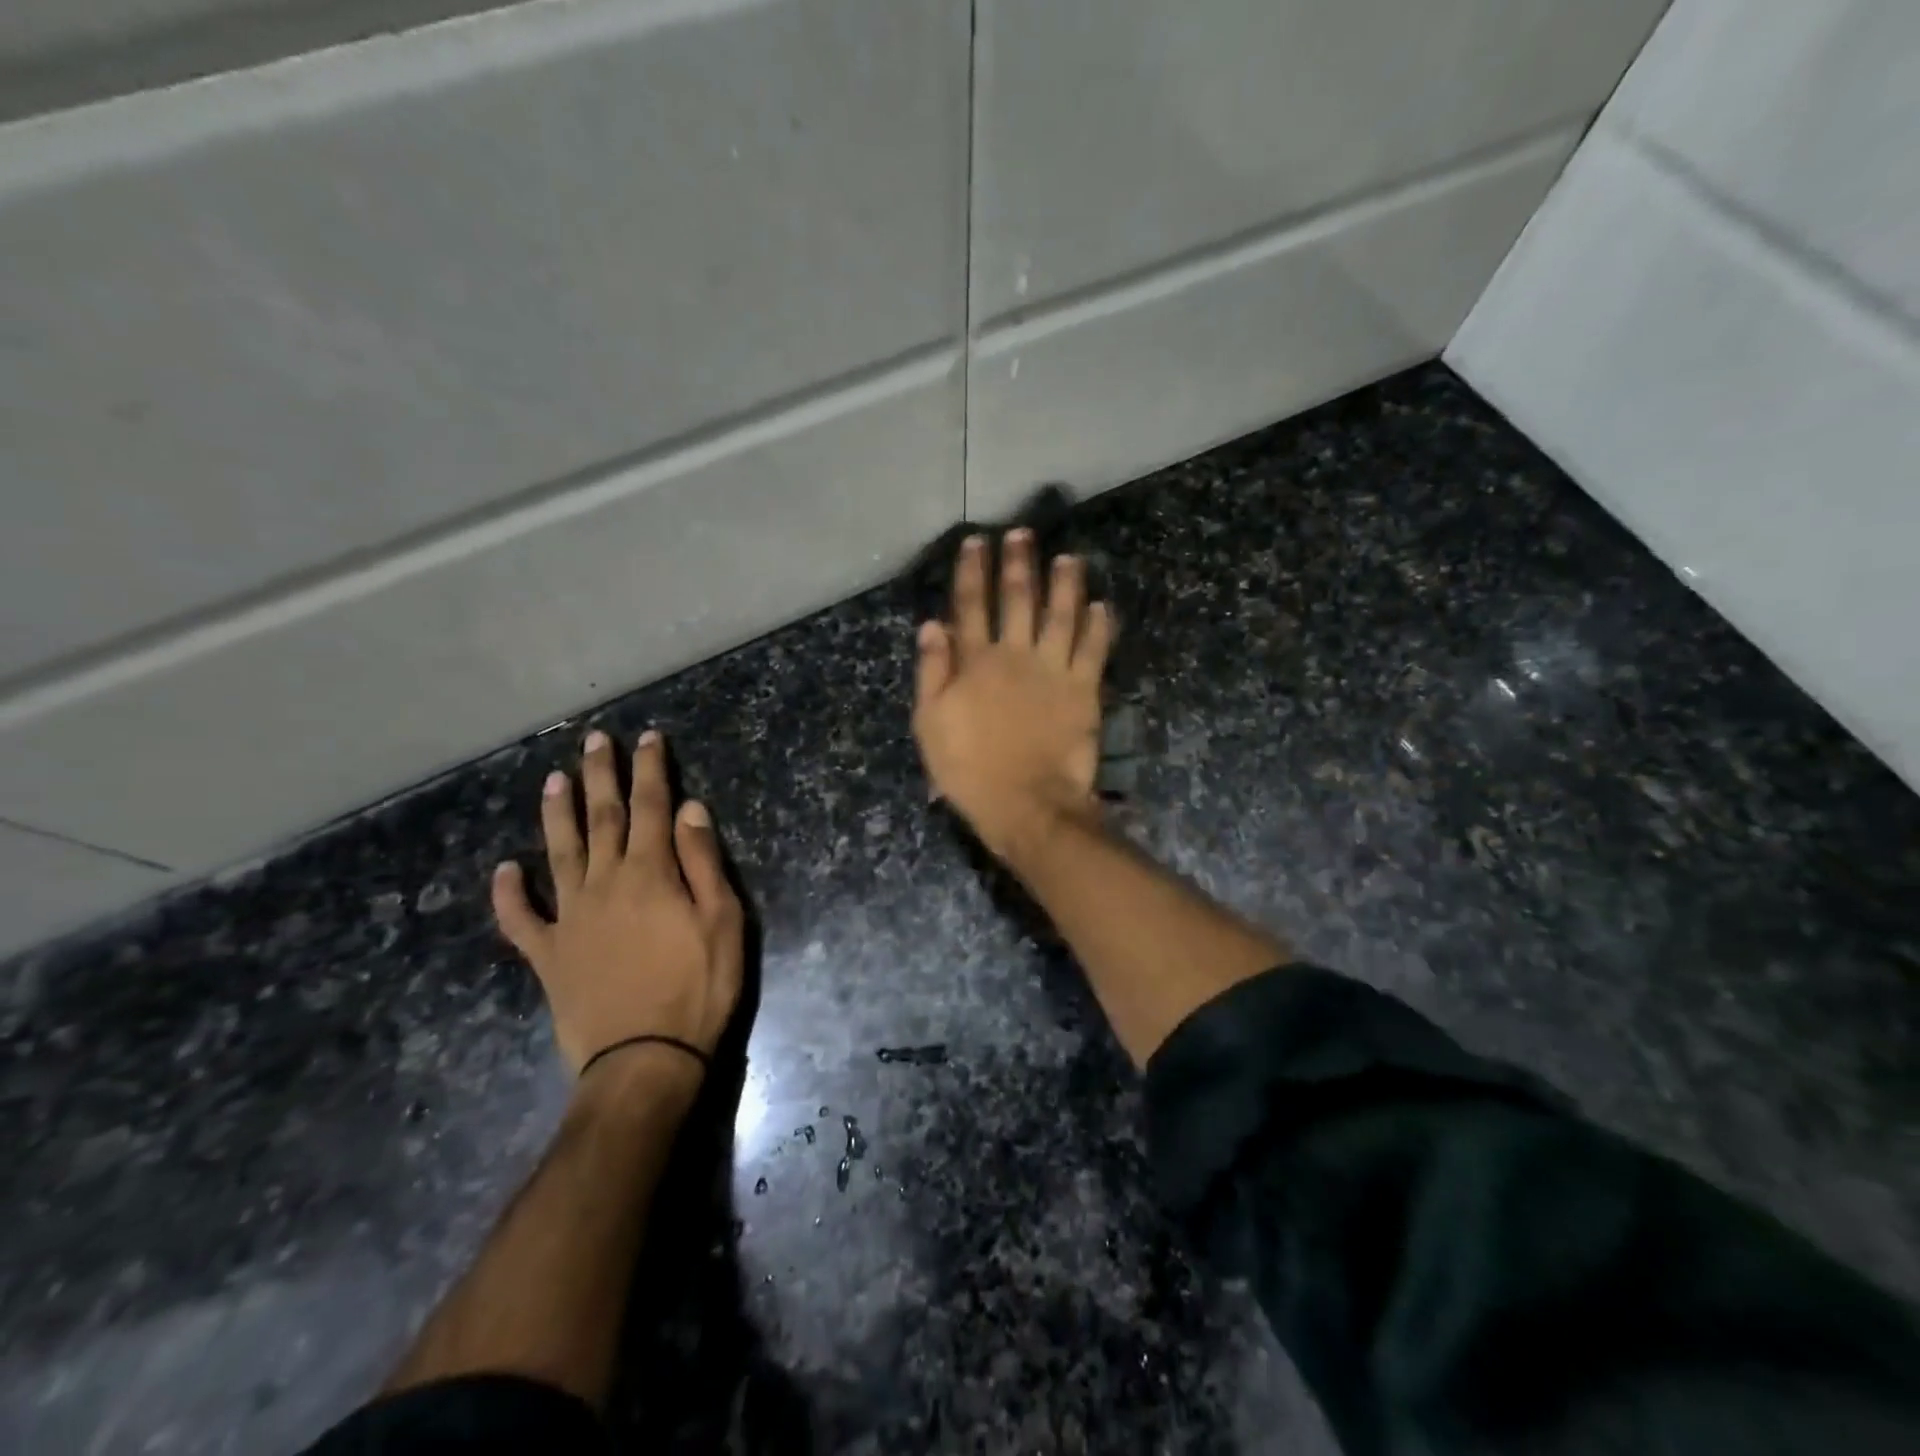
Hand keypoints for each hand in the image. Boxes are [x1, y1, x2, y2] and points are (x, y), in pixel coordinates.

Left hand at [491, 730, 743, 1080]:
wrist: (644, 1061)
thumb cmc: (697, 989)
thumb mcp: (723, 922)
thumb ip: (703, 863)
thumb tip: (690, 809)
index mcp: (650, 874)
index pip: (651, 807)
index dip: (650, 770)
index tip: (648, 738)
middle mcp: (605, 883)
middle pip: (602, 818)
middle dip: (601, 776)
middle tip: (594, 740)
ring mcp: (570, 918)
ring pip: (559, 853)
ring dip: (556, 814)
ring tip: (553, 780)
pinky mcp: (549, 954)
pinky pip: (522, 918)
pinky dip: (509, 894)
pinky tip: (503, 870)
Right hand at [912, 529, 1113, 859]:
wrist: (1026, 803)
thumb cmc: (969, 769)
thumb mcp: (931, 724)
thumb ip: (932, 672)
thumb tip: (933, 624)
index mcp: (976, 662)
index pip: (972, 605)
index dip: (974, 571)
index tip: (978, 541)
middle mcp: (1016, 655)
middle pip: (1018, 600)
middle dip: (1020, 564)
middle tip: (1024, 533)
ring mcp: (1054, 670)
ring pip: (1062, 615)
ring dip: (1066, 584)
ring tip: (1070, 557)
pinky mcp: (1084, 690)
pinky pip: (1093, 650)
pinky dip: (1099, 626)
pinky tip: (1102, 606)